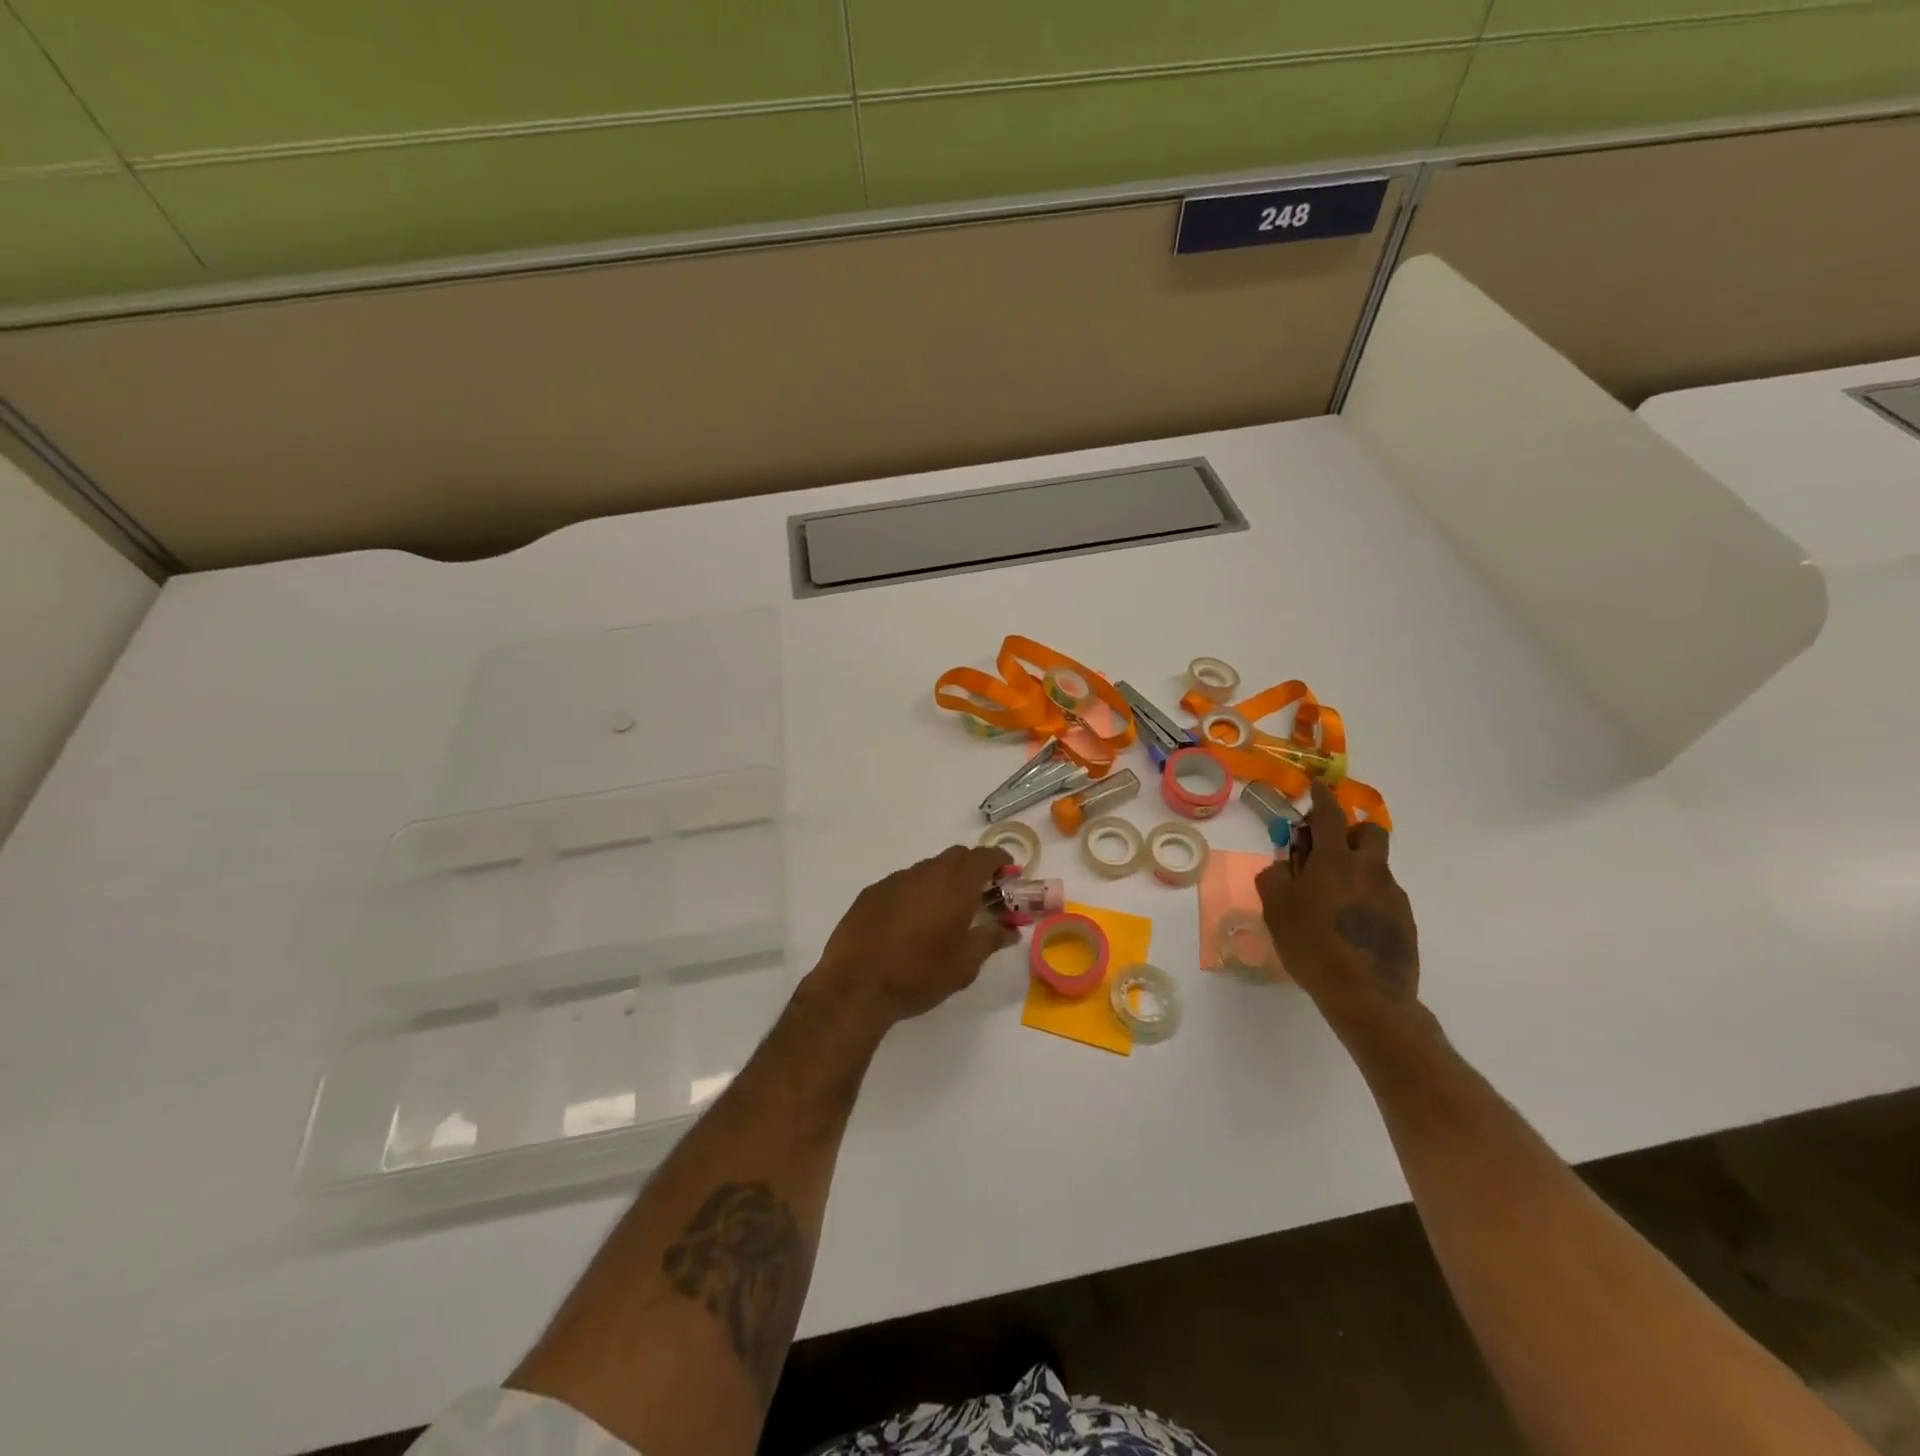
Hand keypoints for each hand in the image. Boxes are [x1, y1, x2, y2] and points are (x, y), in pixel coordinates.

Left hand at [812, 846, 1018, 1027]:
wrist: (856, 985)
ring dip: (942, 880)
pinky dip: (915, 892)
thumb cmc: (919, 975)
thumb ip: (990, 940)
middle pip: (956, 856)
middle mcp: (926, 873)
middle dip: (973, 868)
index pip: (984, 856)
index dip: (1000, 860)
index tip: (1007, 874)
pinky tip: (909, 921)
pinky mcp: (872, 891)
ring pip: (928, 868)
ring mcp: (896, 880)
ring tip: (942, 913)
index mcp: (955, 886)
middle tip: (979, 896)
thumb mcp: (964, 965)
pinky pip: (903, 882)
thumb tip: (1010, 930)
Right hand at [1256, 785, 1418, 1027]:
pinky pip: (1384, 895)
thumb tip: (1283, 865)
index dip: (1322, 797)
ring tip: (1334, 896)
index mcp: (1335, 860)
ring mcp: (1392, 895)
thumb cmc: (1312, 946)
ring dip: (1357, 867)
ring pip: (1377, 865)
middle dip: (1351, 830)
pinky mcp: (1405, 920)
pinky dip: (1367, 897)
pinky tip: (1350, 924)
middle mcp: (1369, 869)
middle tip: (1328, 849)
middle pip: (1369, 831)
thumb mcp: (1276, 909)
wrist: (1366, 996)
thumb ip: (1275, 877)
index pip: (1330, 815)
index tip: (1317, 787)